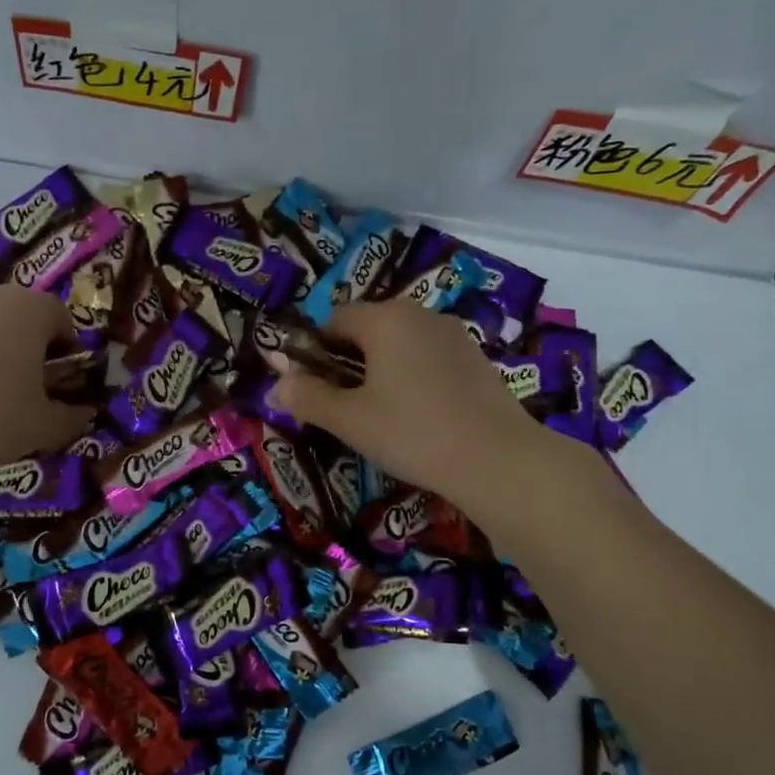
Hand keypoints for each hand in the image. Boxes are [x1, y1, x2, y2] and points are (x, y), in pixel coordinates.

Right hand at [266, 300, 566, 507]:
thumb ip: (307, 397)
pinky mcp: (475, 358)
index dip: (314, 349)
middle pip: (368, 327)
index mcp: (385, 319)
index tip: (311, 387)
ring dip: (380, 368)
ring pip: (400, 343)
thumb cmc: (412, 432)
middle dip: (347, 359)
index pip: (334, 319)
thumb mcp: (349, 419)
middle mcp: (420, 314)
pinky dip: (411, 375)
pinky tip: (417, 414)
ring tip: (379, 412)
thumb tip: (277, 385)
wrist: (497, 459)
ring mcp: (453, 334)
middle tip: (342, 405)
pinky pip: (428, 357)